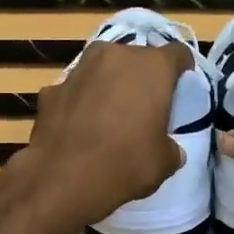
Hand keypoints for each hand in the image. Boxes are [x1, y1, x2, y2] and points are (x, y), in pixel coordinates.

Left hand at [14, 41, 190, 233]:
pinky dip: (81, 102)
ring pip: (103, 69)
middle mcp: (115, 56)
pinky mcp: (51, 88)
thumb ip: (171, 145)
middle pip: (137, 58)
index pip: (178, 54)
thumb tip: (168, 148)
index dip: (182, 71)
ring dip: (110, 85)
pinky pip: (76, 90)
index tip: (181, 90)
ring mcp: (79, 69)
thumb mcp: (165, 162)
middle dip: (143, 78)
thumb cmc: (125, 164)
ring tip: (111, 116)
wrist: (62, 179)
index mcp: (151, 67)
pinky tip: (80, 129)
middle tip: (145, 107)